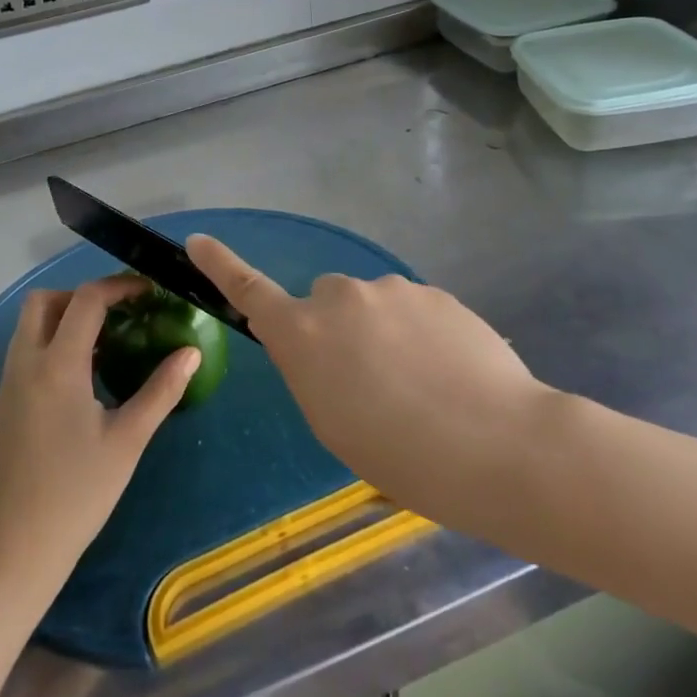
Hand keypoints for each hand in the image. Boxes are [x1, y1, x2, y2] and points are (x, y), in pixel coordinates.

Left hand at [0, 276, 197, 595]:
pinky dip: (53, 342)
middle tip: (121, 314)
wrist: (17, 545)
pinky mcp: (5, 402)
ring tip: (108, 343)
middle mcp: (26, 363)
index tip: (148, 292)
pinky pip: (27, 350)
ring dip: (66, 318)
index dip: (119, 286)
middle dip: (83, 295)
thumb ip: (161, 390)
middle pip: (44, 301)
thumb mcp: (128, 440)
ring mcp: (9, 382)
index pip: (85, 300)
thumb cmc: (78, 493)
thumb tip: (191, 352)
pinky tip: (85, 376)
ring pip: (31, 324)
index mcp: (57, 366)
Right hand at [186, 234, 553, 535]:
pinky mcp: (436, 293)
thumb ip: (315, 372)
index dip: (220, 266)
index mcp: (303, 334)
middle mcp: (341, 297)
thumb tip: (326, 349)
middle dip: (337, 329)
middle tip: (371, 382)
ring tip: (423, 387)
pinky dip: (422, 335)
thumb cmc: (400, 455)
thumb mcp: (332, 423)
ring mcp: (392, 289)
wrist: (497, 444)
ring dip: (384, 333)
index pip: (249, 291)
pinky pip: (413, 310)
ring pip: (374, 306)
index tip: (198, 241)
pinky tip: (452, 374)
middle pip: (326, 302)